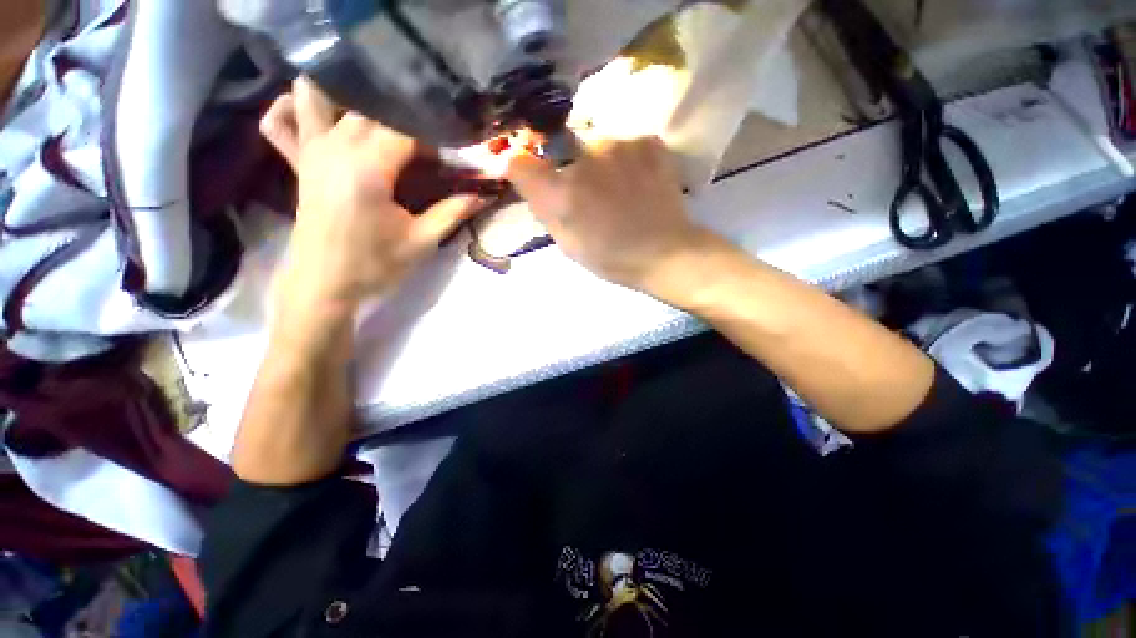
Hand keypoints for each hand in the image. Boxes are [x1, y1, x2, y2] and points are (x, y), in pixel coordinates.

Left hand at [260, 78, 485, 330]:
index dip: (435, 140)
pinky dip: (295, 107)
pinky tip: (323, 116)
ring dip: (349, 95)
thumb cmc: (375, 265)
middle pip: (374, 106)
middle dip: (407, 120)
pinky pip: (281, 118)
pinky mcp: (299, 160)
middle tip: (428, 149)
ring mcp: (311, 148)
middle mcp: (335, 146)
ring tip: (380, 115)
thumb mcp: (422, 241)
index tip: (451, 162)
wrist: (325, 284)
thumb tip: (483, 195)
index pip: (408, 129)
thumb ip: (453, 212)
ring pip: (321, 94)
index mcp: (368, 167)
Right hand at [506, 135, 719, 294]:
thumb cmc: (612, 257)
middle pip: (557, 147)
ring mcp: (619, 144)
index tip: (526, 170)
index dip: (519, 165)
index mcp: (562, 194)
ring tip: (615, 187)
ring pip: (593, 142)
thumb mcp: (567, 243)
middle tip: (585, 190)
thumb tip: (525, 177)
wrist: (665, 252)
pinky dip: (623, 158)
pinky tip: (635, 179)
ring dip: (596, 161)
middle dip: (564, 165)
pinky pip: (622, 142)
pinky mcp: (646, 140)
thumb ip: (542, 208)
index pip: (519, 161)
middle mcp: (584, 160)